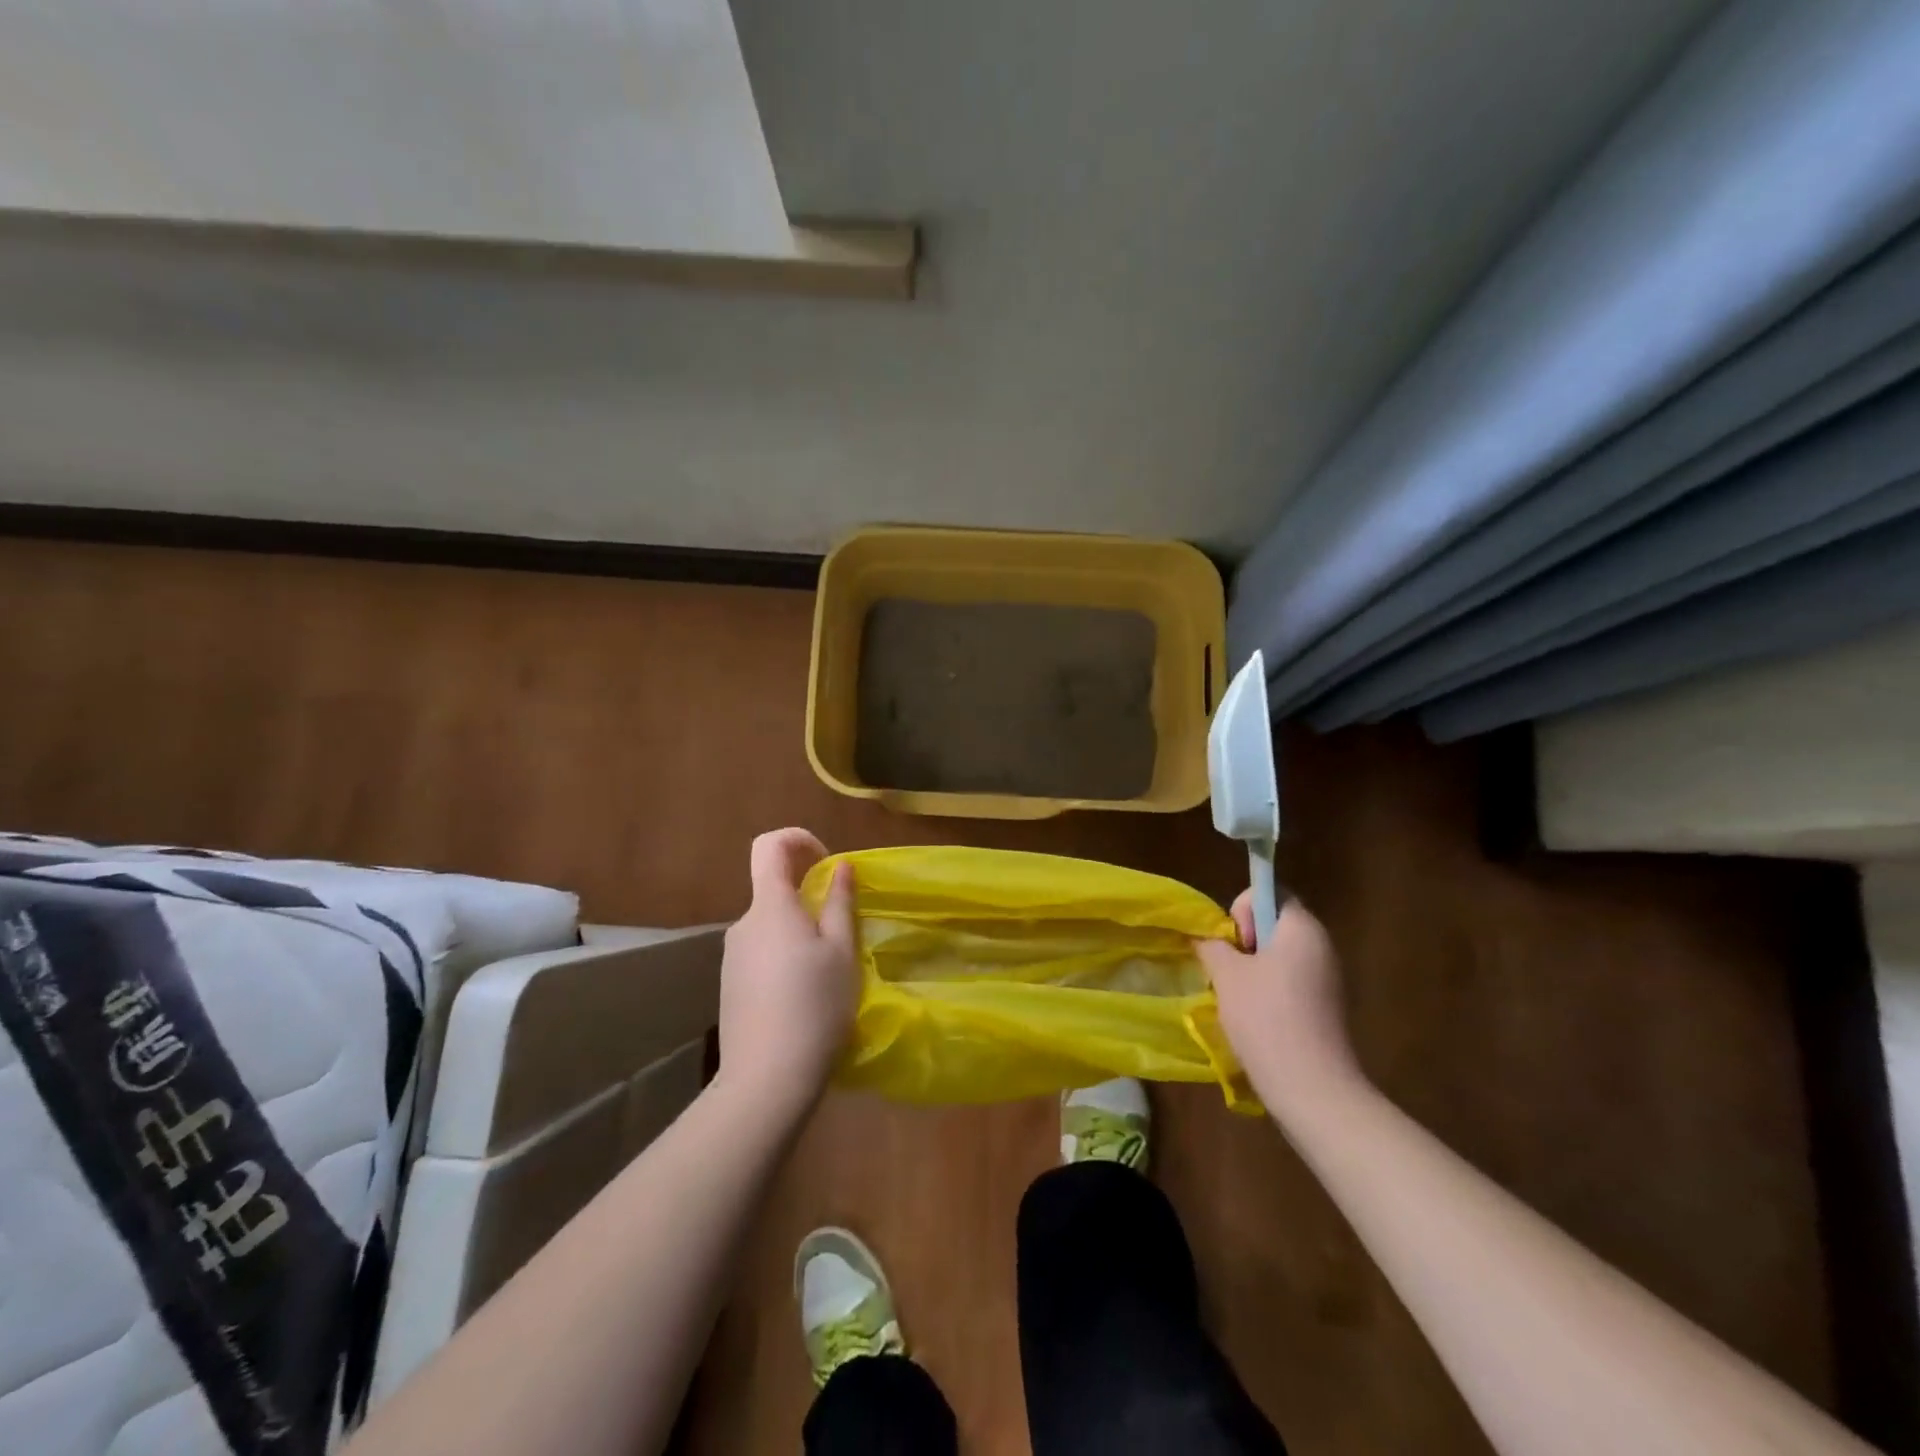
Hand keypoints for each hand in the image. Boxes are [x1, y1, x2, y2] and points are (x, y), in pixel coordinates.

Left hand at [716, 829, 858, 1108]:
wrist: (766, 1079)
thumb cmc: (814, 1005)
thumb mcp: (841, 951)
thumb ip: (839, 902)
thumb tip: (840, 866)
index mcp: (770, 906)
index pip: (769, 845)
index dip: (799, 839)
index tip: (827, 863)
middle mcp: (743, 924)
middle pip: (775, 892)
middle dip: (810, 901)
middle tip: (842, 938)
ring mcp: (731, 957)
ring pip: (771, 927)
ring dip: (799, 935)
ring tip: (827, 976)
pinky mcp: (730, 985)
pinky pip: (761, 954)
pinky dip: (784, 960)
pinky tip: (803, 1000)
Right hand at [1195, 893, 1364, 1120]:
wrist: (1312, 1089)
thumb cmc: (1266, 1018)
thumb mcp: (1226, 975)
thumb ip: (1212, 945)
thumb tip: (1206, 937)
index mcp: (1302, 928)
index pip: (1271, 894)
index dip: (1244, 909)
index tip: (1235, 943)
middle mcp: (1322, 946)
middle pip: (1274, 925)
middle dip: (1244, 942)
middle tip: (1228, 972)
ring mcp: (1328, 979)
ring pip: (1279, 957)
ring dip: (1252, 969)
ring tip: (1237, 999)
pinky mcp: (1326, 1008)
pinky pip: (1290, 983)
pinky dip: (1268, 992)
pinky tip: (1255, 1019)